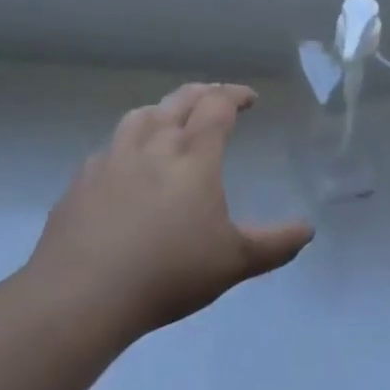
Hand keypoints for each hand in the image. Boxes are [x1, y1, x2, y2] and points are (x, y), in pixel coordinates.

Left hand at [25, 83, 313, 345]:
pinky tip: (126, 167)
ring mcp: (112, 159)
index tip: (250, 99)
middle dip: (204, 93)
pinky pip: (108, 148)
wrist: (81, 296)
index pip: (218, 105)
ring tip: (170, 122)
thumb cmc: (168, 272)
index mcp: (193, 153)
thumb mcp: (234, 262)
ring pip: (140, 116)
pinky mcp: (81, 181)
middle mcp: (153, 144)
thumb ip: (275, 243)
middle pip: (180, 100)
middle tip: (217, 98)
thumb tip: (309, 229)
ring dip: (162, 111)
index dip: (236, 95)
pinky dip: (126, 145)